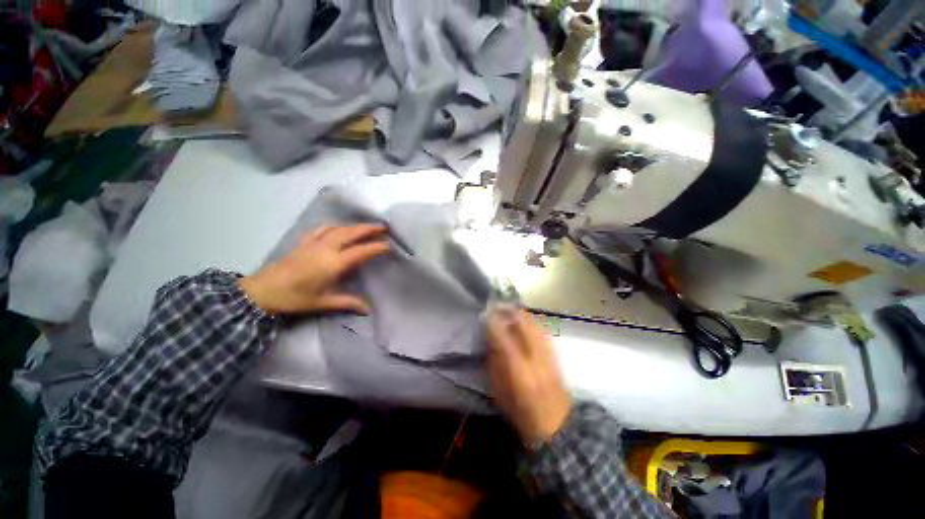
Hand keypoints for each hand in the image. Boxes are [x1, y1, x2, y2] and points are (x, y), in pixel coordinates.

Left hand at [240, 224, 389, 314]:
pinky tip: (339, 228)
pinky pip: (323, 229)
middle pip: (351, 233)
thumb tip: (368, 310)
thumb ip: (348, 302)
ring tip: (366, 226)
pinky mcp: (303, 242)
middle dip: (368, 228)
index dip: (376, 247)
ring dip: (354, 226)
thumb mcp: (323, 302)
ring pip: (338, 228)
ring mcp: (314, 243)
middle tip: (383, 227)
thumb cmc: (295, 298)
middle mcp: (326, 248)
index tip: (388, 245)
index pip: (360, 251)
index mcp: (333, 263)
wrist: (262, 291)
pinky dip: (335, 226)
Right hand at [487, 308, 571, 445]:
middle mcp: (535, 356)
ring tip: (508, 310)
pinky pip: (540, 327)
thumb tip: (490, 338)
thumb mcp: (499, 390)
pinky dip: (529, 320)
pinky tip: (522, 320)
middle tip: (497, 306)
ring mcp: (547, 352)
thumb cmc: (521, 411)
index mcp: (518, 369)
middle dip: (508, 310)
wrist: (556, 423)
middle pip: (523, 322)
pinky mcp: (554, 352)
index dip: (494, 321)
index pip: (504, 336)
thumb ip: (494, 361)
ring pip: (533, 322)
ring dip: (519, 313)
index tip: (485, 313)